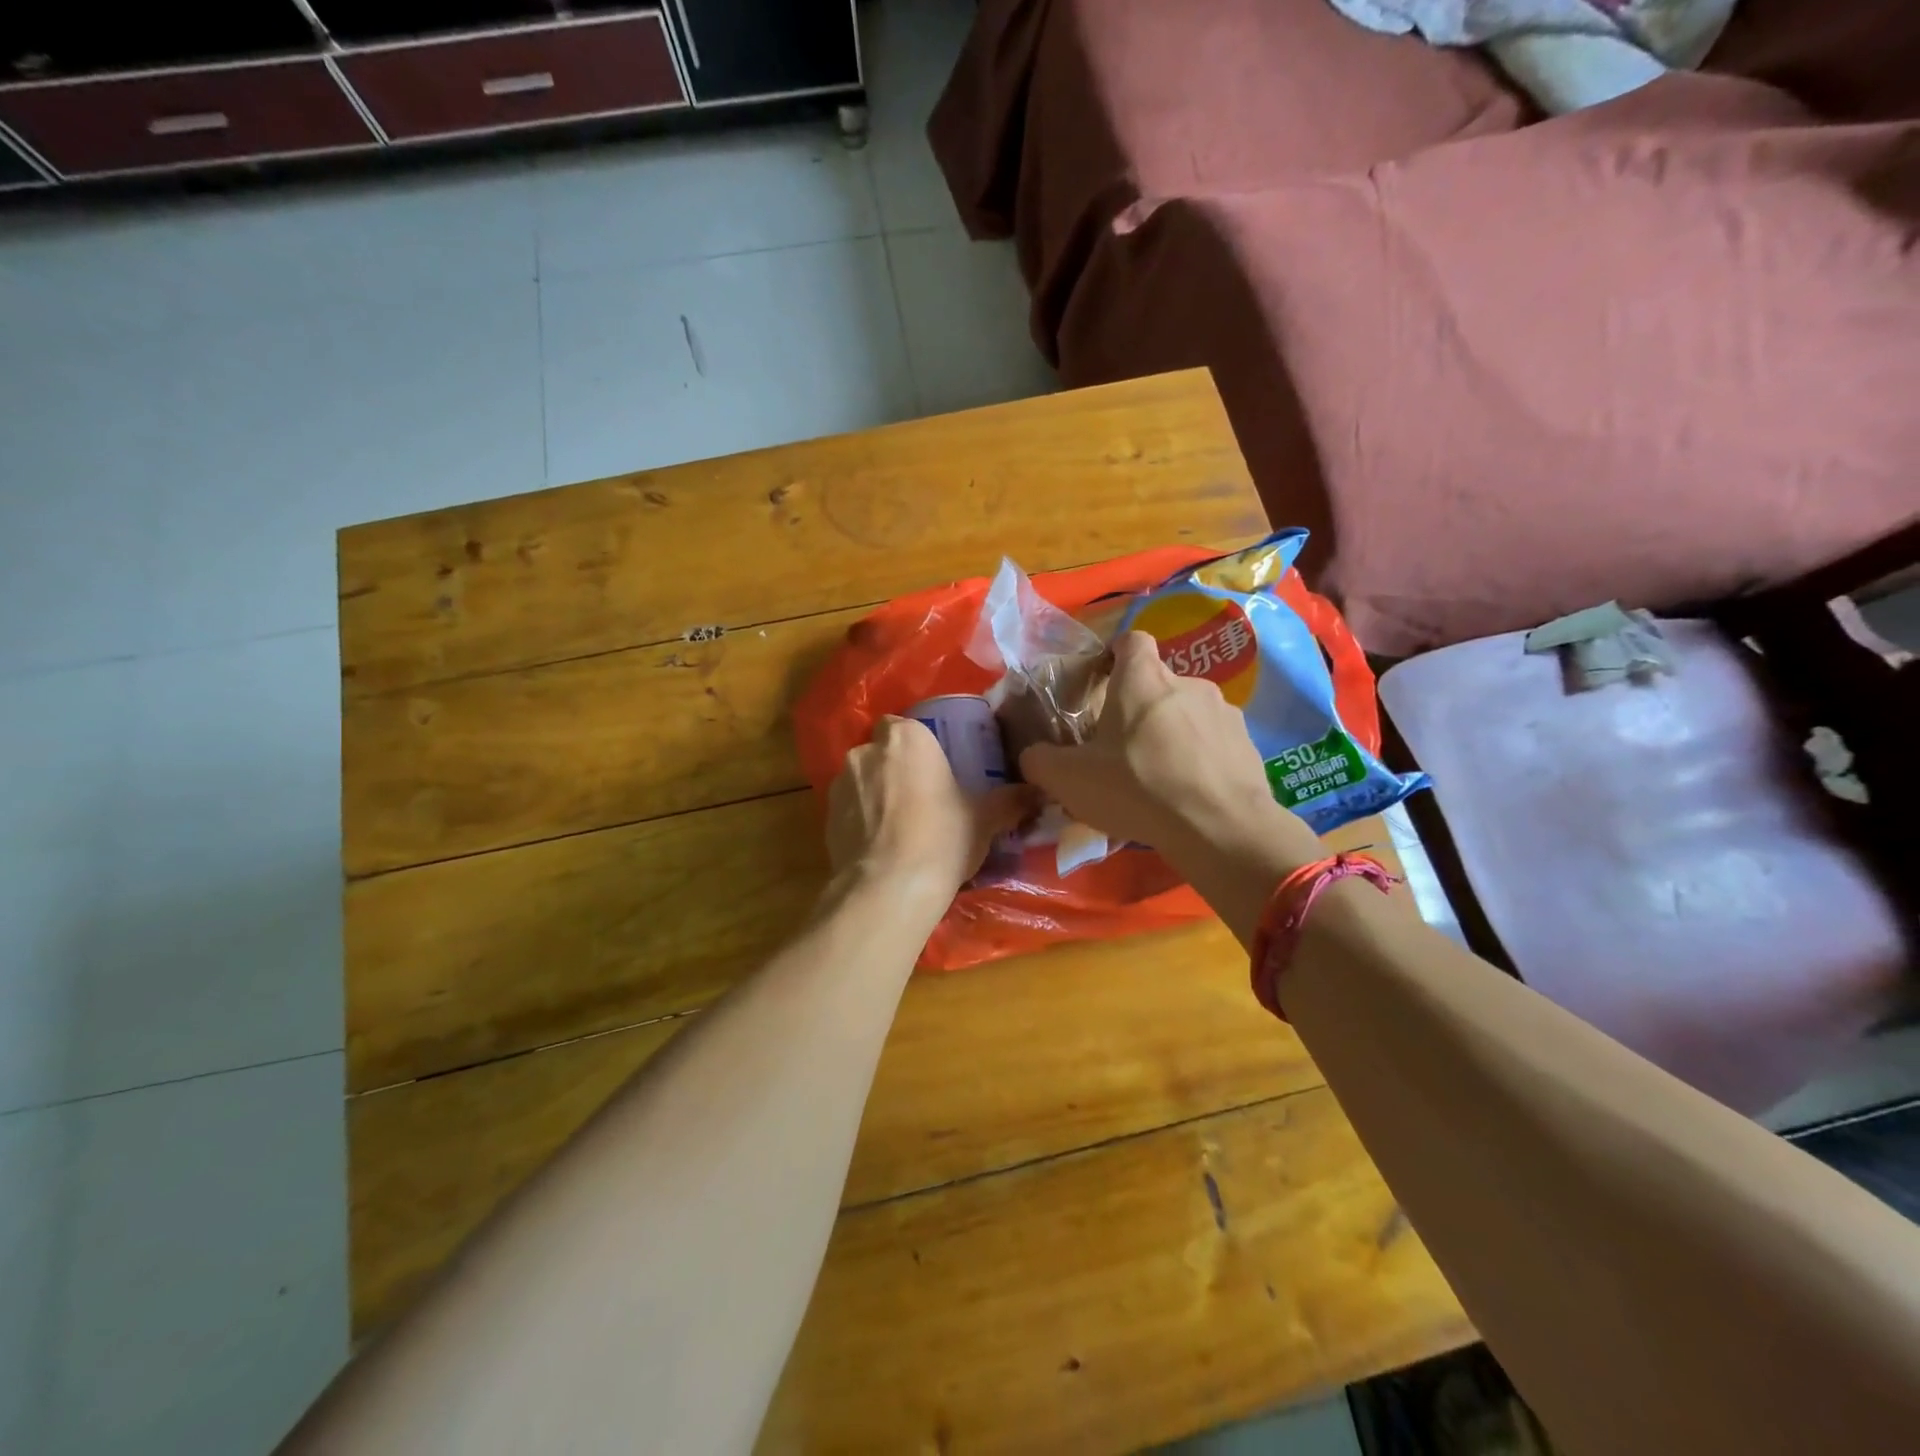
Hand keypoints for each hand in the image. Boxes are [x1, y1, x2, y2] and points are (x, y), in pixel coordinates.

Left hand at [827, 716, 1033, 898]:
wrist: (888, 889)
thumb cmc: (942, 839)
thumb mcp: (984, 819)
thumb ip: (1010, 800)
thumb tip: (1037, 792)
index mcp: (906, 738)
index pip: (905, 724)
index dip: (918, 745)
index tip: (934, 768)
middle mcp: (866, 751)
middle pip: (881, 751)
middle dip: (895, 768)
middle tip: (920, 797)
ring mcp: (839, 784)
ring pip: (861, 779)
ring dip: (875, 794)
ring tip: (898, 826)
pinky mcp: (825, 817)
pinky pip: (848, 809)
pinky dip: (860, 820)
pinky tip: (880, 846)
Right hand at [1019, 632, 1320, 865]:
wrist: (1219, 827)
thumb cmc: (1137, 788)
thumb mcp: (1069, 779)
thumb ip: (1040, 761)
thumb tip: (1032, 756)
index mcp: (1142, 679)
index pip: (1130, 641)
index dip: (1114, 655)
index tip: (1102, 681)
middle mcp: (1188, 683)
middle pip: (1157, 683)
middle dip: (1139, 708)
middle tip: (1121, 749)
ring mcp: (1224, 712)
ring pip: (1187, 713)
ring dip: (1172, 734)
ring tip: (1159, 778)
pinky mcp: (1247, 744)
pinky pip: (1214, 743)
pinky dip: (1200, 759)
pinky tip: (1189, 794)